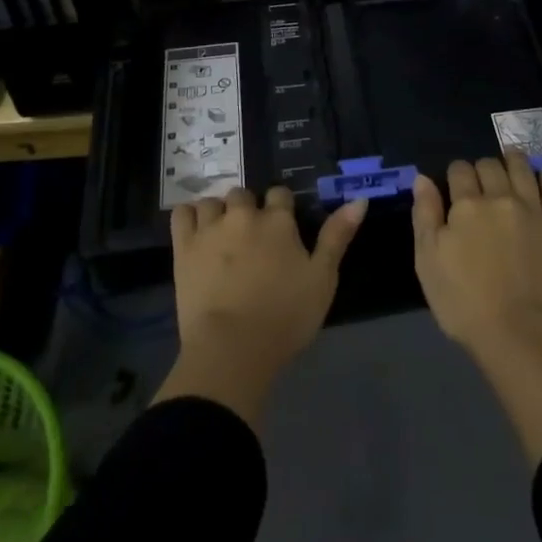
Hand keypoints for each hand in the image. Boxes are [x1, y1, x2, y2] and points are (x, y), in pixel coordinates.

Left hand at [154, 187, 367, 425]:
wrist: (232, 348)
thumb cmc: (285, 317)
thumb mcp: (323, 279)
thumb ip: (337, 236)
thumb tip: (358, 200)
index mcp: (279, 221)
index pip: (280, 194)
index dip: (282, 208)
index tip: (282, 229)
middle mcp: (244, 215)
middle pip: (244, 194)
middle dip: (249, 209)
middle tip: (252, 237)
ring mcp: (211, 228)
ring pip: (214, 201)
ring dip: (220, 212)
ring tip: (223, 234)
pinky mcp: (184, 247)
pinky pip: (182, 214)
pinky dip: (190, 216)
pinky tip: (196, 231)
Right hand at [413, 151, 541, 463]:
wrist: (520, 334)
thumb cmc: (464, 302)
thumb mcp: (428, 261)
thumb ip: (424, 215)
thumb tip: (423, 179)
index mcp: (466, 205)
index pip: (459, 170)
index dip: (454, 174)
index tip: (454, 186)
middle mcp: (500, 197)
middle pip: (489, 165)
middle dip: (481, 168)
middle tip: (479, 183)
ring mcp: (532, 209)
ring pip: (522, 167)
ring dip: (512, 160)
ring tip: (509, 162)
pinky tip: (538, 179)